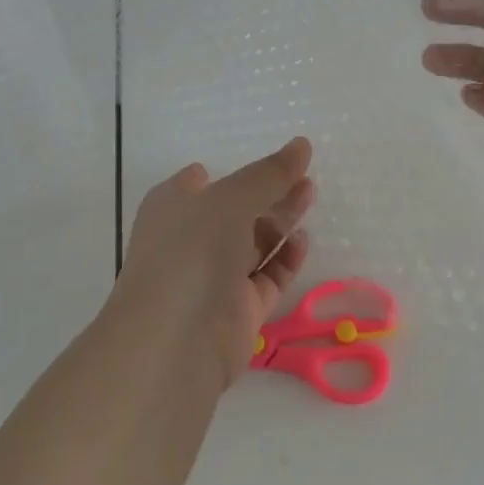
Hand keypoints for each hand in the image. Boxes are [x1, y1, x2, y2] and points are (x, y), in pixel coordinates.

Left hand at [111, 138, 315, 383]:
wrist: (174, 340)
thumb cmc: (192, 251)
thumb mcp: (231, 198)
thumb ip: (270, 173)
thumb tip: (302, 144)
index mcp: (173, 208)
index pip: (200, 182)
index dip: (232, 172)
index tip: (270, 162)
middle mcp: (191, 240)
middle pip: (235, 210)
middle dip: (269, 193)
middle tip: (305, 178)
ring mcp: (214, 278)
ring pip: (253, 243)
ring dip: (281, 221)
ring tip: (310, 196)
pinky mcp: (238, 310)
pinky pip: (266, 278)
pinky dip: (285, 259)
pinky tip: (303, 241)